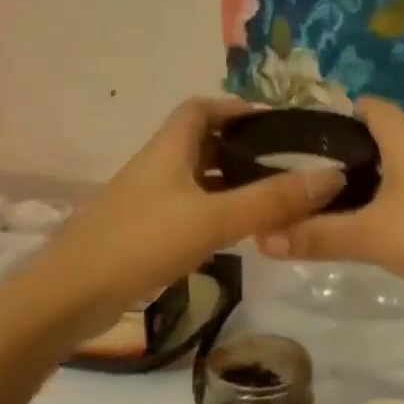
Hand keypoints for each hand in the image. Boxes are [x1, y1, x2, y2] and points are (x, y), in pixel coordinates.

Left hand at [33, 98, 344, 326]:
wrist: (71, 295)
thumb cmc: (141, 243)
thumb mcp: (213, 219)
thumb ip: (271, 200)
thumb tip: (332, 175)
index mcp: (168, 150)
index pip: (201, 109)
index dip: (237, 108)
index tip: (276, 124)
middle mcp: (155, 168)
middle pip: (199, 143)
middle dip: (240, 148)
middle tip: (285, 165)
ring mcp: (145, 202)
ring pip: (194, 180)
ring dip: (228, 183)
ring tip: (271, 198)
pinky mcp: (141, 234)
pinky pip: (186, 211)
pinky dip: (213, 213)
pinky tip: (234, 234)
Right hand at [256, 98, 403, 318]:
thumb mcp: (372, 235)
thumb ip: (318, 235)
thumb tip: (261, 238)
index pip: (370, 108)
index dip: (335, 115)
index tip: (298, 138)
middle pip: (381, 143)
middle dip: (343, 159)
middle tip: (299, 182)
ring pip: (397, 177)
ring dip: (366, 190)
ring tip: (324, 210)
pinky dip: (388, 214)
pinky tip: (368, 236)